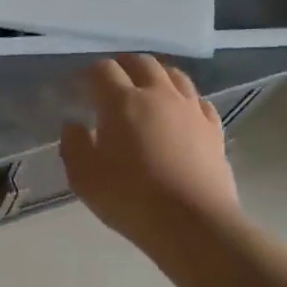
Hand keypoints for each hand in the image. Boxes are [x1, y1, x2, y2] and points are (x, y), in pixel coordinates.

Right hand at [60, 55, 242, 247]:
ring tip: (145, 88)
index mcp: (121, 102)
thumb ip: (74, 145)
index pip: (102, 70)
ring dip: (155, 74)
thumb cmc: (129, 198)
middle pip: (141, 62)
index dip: (88, 74)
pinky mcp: (213, 128)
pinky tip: (178, 111)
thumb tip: (74, 125)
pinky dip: (183, 97)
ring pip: (174, 75)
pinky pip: (197, 100)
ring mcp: (190, 109)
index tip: (79, 87)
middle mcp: (158, 95)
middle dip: (122, 65)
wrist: (192, 223)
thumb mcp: (83, 177)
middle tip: (110, 81)